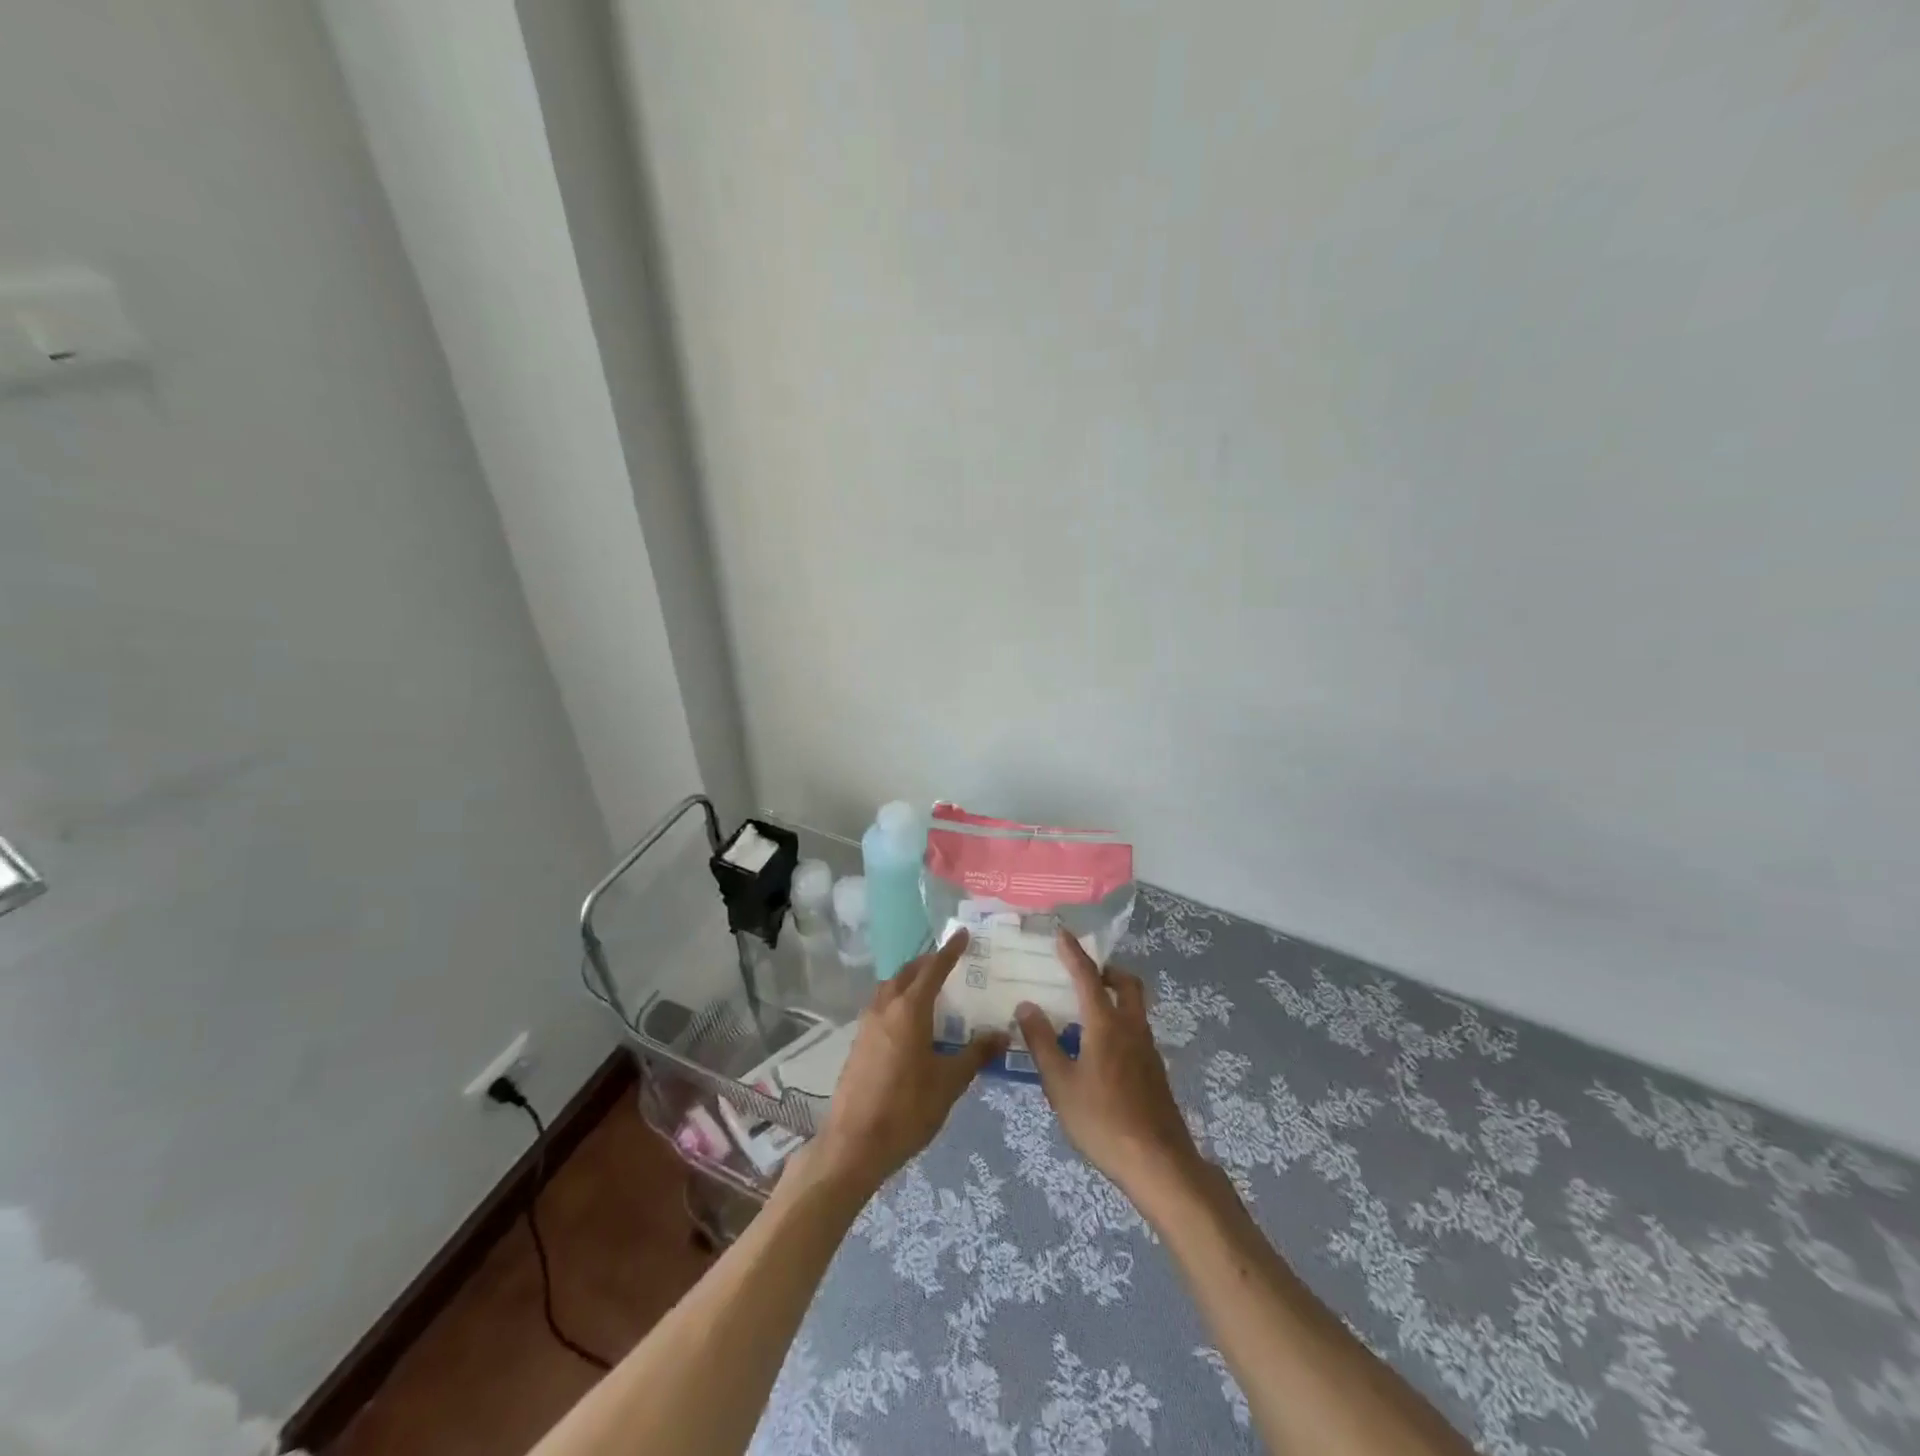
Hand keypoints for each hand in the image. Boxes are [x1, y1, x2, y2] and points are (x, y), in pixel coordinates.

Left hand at [810, 929, 1005, 1196]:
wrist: (854, 1144)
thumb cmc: (907, 1109)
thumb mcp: (950, 1082)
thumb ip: (976, 1054)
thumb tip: (1003, 1034)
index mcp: (909, 1010)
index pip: (933, 969)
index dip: (950, 951)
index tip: (963, 934)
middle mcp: (885, 1008)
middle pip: (907, 973)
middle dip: (928, 963)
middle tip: (949, 962)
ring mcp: (867, 1024)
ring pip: (890, 988)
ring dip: (910, 980)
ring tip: (931, 989)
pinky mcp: (859, 1043)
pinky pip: (881, 1006)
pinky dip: (898, 1000)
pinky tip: (911, 1021)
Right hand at [1016, 930, 1205, 1199]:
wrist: (1158, 1162)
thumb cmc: (1102, 1120)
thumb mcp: (1060, 1084)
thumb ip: (1042, 1042)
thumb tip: (1026, 1005)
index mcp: (1106, 1024)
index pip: (1088, 977)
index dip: (1074, 953)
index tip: (1062, 933)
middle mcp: (1131, 1027)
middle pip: (1126, 984)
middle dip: (1106, 970)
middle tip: (1084, 972)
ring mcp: (1147, 1049)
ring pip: (1134, 1007)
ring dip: (1114, 996)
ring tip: (1085, 1011)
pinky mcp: (1154, 1071)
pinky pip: (1135, 1030)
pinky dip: (1118, 1023)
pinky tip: (1099, 1050)